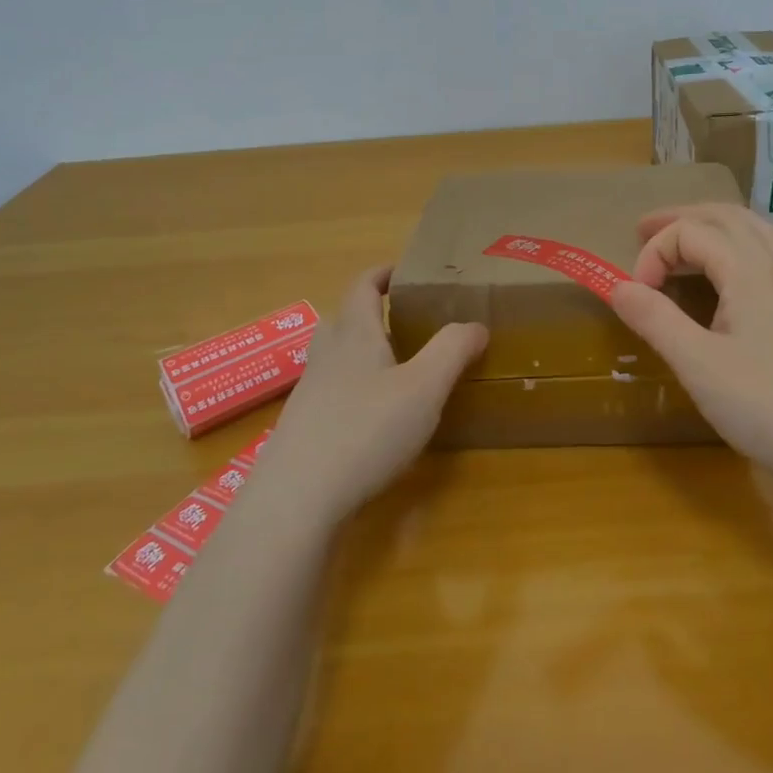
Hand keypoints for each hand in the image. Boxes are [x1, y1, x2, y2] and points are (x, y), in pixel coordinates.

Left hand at [255, 266, 486, 526]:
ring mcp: (309, 393)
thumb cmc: (366, 430)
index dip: (384, 273)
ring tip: (397, 369)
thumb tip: (475, 324)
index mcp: (355, 334)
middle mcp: (326, 355)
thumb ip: (452, 350)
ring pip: (336, 357)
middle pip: (345, 318)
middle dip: (374, 313)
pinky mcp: (303, 428)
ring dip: (363, 352)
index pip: (363, 285)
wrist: (296, 500)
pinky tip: (374, 418)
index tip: (408, 272)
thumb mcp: (424, 387)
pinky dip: (354, 389)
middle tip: (409, 323)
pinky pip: (331, 392)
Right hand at [609, 204, 772, 494]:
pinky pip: (764, 256)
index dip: (655, 253)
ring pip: (752, 232)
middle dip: (681, 218)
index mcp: (748, 273)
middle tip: (643, 230)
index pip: (692, 233)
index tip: (636, 296)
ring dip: (711, 226)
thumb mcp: (697, 364)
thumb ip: (655, 319)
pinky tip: (724, 277)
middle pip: (726, 217)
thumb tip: (617, 286)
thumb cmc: (764, 405)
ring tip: (683, 239)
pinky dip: (734, 247)